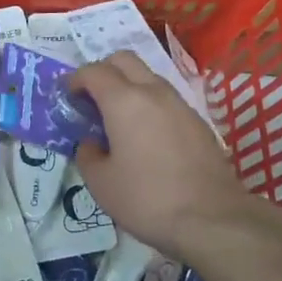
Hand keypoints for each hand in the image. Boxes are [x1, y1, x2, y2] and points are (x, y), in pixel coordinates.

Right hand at [69, 51, 268, 262]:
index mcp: (123, 100)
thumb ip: (88, 154)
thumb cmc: (147, 199)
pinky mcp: (199, 122)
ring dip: (129, 86)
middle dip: (103, 71)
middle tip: (93, 99)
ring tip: (120, 118)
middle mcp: (153, 92)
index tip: (68, 98)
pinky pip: (167, 99)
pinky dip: (150, 104)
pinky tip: (148, 136)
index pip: (93, 71)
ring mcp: (180, 104)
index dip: (75, 80)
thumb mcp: (101, 183)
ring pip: (149, 76)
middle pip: (124, 60)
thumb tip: (92, 143)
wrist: (213, 220)